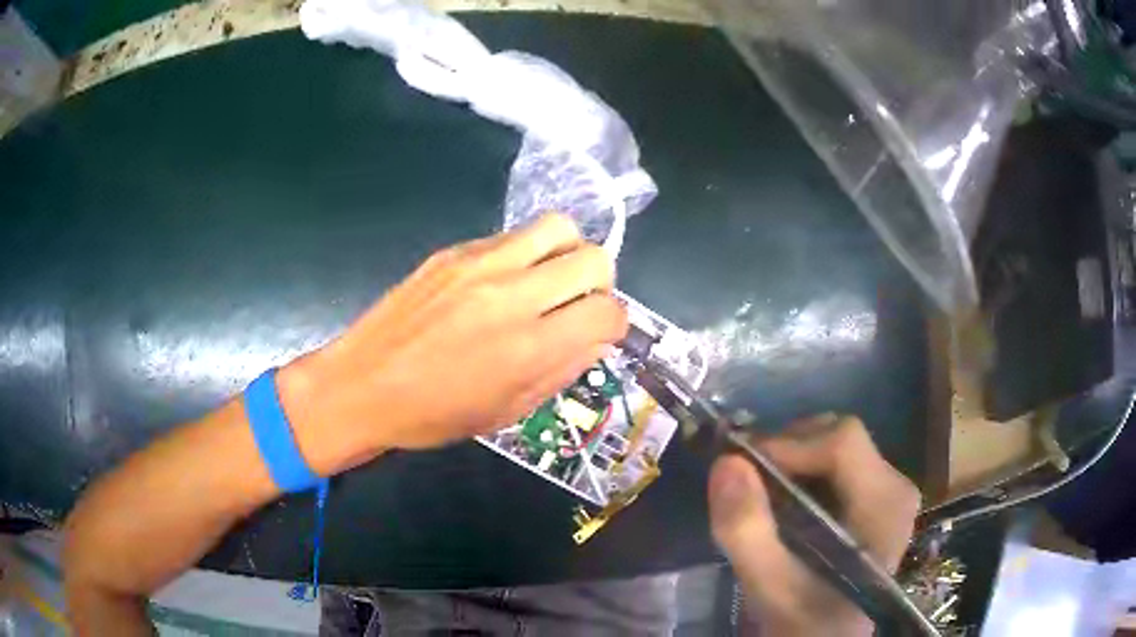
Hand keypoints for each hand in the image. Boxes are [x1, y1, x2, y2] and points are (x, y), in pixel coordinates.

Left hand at [278, 213, 627, 470]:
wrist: (362, 386)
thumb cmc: (434, 414)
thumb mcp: (509, 411)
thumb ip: (562, 369)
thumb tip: (596, 337)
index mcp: (529, 348)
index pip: (609, 311)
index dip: (615, 324)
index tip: (599, 333)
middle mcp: (512, 294)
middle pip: (595, 258)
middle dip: (600, 284)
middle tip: (576, 305)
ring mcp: (480, 264)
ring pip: (558, 227)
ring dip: (567, 254)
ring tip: (547, 281)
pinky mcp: (453, 251)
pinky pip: (512, 236)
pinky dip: (524, 255)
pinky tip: (500, 282)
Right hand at [708, 415, 919, 636]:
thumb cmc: (806, 622)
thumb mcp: (770, 588)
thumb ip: (747, 532)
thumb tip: (726, 462)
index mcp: (884, 505)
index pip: (843, 442)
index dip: (788, 443)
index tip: (740, 465)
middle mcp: (896, 487)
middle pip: (841, 436)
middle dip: (788, 448)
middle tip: (745, 477)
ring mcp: (890, 490)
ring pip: (838, 444)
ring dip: (793, 457)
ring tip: (759, 489)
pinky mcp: (878, 497)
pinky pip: (839, 461)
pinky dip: (804, 468)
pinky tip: (783, 498)